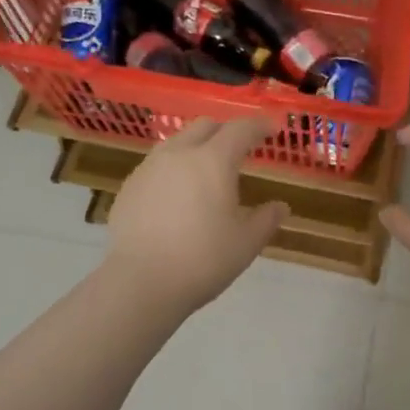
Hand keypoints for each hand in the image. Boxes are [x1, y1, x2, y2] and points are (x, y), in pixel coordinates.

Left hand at [106, 117, 287, 310]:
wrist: (141, 282)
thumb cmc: (203, 260)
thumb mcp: (246, 243)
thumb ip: (266, 219)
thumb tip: (280, 207)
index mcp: (213, 161)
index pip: (240, 129)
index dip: (259, 126)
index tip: (272, 130)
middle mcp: (178, 154)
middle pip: (205, 126)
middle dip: (226, 131)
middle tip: (240, 149)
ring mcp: (149, 168)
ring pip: (176, 142)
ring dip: (196, 147)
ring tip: (206, 170)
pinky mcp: (129, 187)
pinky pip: (156, 165)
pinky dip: (174, 169)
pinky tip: (177, 195)